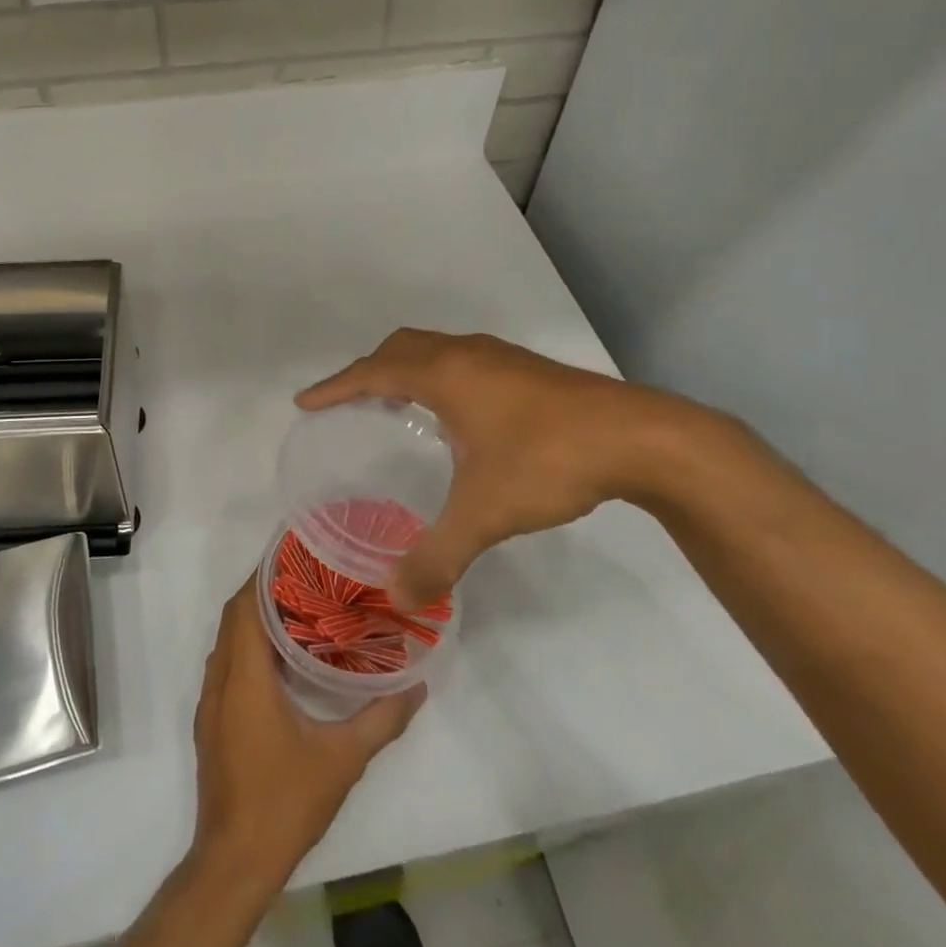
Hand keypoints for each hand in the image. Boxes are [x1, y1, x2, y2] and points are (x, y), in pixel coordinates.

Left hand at [191, 577, 424, 887]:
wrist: (234, 862)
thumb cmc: (285, 802)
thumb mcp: (343, 760)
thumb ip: (382, 719)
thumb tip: (417, 686)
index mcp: (245, 677)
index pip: (246, 606)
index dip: (265, 575)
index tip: (297, 556)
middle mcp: (221, 680)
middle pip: (234, 617)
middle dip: (263, 590)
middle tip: (308, 578)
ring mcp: (211, 702)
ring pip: (228, 641)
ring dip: (254, 619)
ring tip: (300, 609)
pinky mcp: (212, 722)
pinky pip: (227, 665)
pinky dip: (248, 647)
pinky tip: (283, 660)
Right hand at [297, 329, 714, 608]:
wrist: (640, 439)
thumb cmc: (548, 461)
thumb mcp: (485, 514)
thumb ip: (437, 556)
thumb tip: (398, 598)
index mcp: (445, 374)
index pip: (372, 372)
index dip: (335, 386)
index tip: (305, 402)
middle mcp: (467, 354)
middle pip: (401, 347)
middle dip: (367, 370)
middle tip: (348, 402)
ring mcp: (501, 357)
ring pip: (435, 349)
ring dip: (405, 368)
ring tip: (393, 405)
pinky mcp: (528, 370)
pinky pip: (462, 360)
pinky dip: (437, 375)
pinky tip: (454, 415)